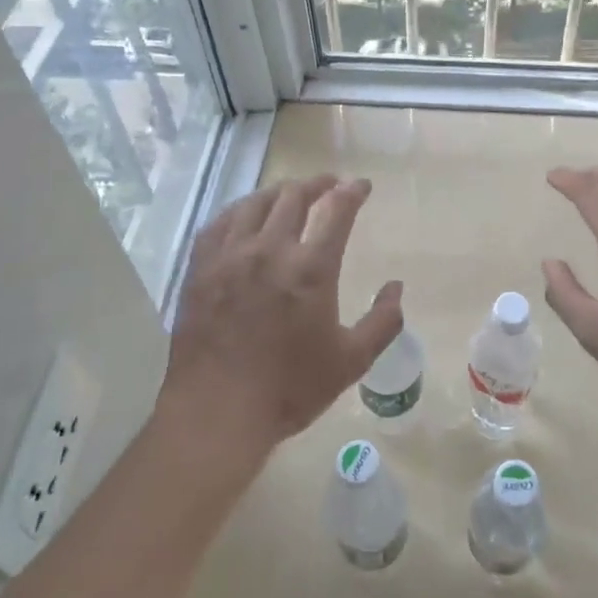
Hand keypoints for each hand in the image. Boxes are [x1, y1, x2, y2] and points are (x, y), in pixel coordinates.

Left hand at [163, 175, 401, 452]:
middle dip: (318, 184)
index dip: (353, 191)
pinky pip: (221, 222)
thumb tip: (396, 287)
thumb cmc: (289, 389)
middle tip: (329, 185)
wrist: (216, 413)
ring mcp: (230, 256)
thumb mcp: (351, 361)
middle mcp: (270, 250)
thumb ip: (383, 322)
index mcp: (311, 268)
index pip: (337, 210)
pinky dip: (240, 210)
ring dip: (280, 192)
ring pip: (256, 202)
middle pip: (295, 196)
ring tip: (290, 194)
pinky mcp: (201, 267)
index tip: (362, 186)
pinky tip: (246, 215)